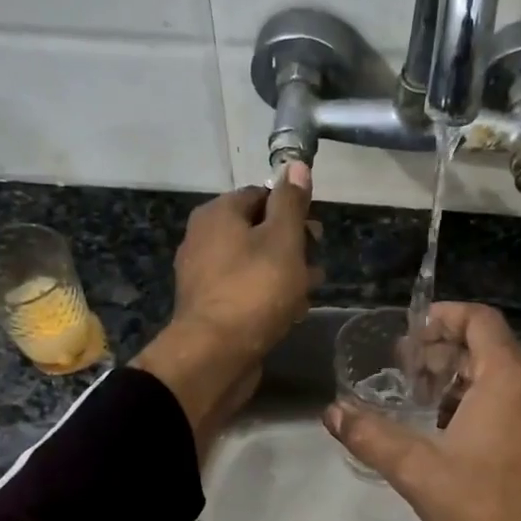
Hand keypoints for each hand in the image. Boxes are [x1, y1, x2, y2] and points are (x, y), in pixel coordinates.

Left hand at [133, 164, 320, 456]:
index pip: (259, 195)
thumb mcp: (283, 239)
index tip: (315, 232)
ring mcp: (204, 275)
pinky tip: (291, 312)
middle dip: (292, 244)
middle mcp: (203, 239)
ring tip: (311, 290)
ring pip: (253, 263)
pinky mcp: (210, 307)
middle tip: (317, 263)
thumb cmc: (254, 289)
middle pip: (257, 230)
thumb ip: (291, 202)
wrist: (215, 355)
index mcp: (217, 214)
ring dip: (285, 272)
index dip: (291, 209)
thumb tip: (296, 165)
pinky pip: (245, 290)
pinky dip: (268, 295)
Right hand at [324, 303, 520, 520]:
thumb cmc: (485, 507)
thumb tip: (332, 413)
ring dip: (462, 379)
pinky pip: (517, 398)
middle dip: (444, 353)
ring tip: (424, 402)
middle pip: (488, 346)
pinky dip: (484, 400)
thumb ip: (371, 436)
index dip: (443, 316)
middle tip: (407, 371)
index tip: (412, 333)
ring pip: (502, 374)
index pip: (479, 318)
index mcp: (509, 377)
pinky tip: (455, 430)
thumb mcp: (418, 471)